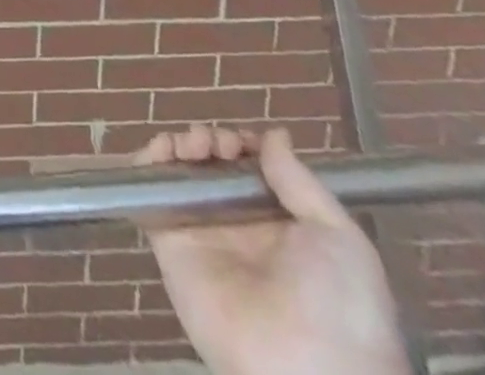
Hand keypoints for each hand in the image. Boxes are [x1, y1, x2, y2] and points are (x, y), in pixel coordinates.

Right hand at [135, 124, 410, 374]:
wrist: (306, 373)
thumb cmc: (338, 305)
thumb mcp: (340, 239)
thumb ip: (300, 182)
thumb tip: (273, 134)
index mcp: (281, 226)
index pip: (250, 171)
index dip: (242, 146)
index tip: (242, 141)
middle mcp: (239, 226)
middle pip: (211, 166)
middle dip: (208, 140)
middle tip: (214, 143)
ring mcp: (201, 234)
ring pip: (179, 174)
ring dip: (178, 146)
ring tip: (190, 146)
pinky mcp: (168, 243)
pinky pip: (148, 197)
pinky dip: (145, 166)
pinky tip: (159, 153)